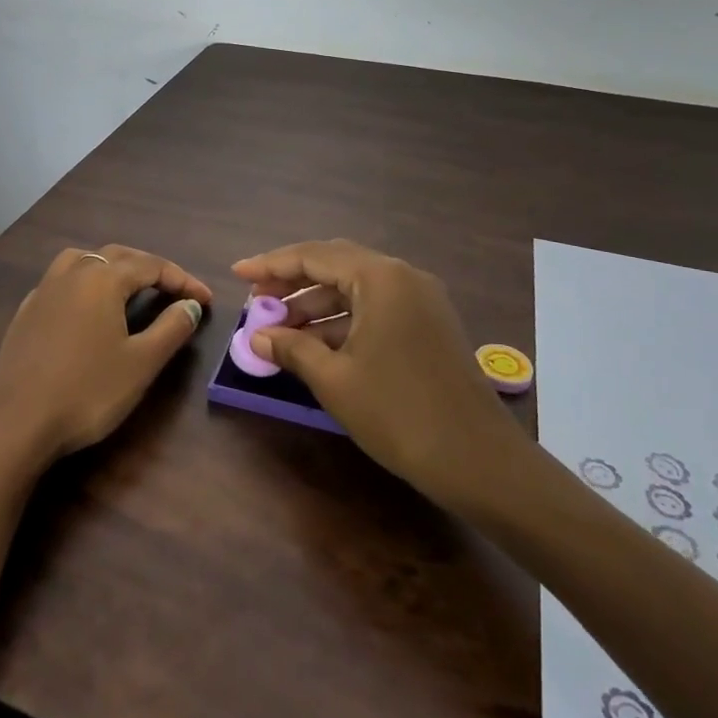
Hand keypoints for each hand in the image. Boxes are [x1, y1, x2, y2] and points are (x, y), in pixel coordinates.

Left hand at [0, 245, 210, 467]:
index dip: (183, 280)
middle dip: (150, 269)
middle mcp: (72, 272)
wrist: (16, 423)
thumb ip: (171, 328)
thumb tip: (190, 305)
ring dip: (113, 266)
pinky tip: (87, 308)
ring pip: (84, 259)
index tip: (206, 300)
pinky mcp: (26, 311)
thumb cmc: (87, 391)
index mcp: (102, 278)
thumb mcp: (141, 363)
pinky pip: (62, 280)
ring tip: (130, 287)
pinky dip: (84, 282)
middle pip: (118, 255)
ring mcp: (44, 290)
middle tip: (175, 291)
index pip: (152, 266)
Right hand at [232, 240, 526, 511]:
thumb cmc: (399, 413)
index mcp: (380, 277)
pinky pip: (375, 308)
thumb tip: (256, 337)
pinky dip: (343, 321)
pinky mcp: (429, 325)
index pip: (313, 256)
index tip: (237, 274)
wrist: (479, 461)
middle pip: (335, 265)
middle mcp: (402, 277)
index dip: (271, 264)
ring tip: (279, 329)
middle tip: (256, 300)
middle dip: (292, 282)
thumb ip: (291, 349)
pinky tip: (316, 345)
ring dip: (316, 304)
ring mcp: (421, 300)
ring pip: (355, 289)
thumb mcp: (335, 380)